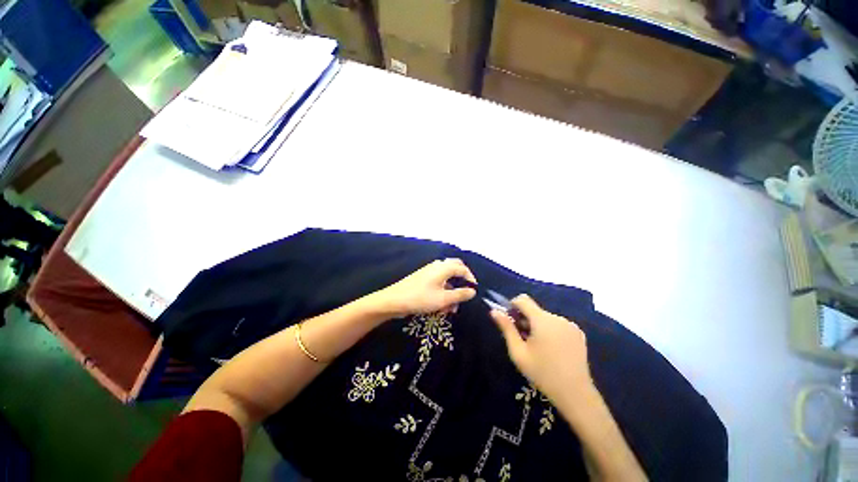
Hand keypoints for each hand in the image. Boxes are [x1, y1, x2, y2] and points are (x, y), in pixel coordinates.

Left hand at [375, 259, 476, 317]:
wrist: (394, 300)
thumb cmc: (421, 298)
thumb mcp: (443, 299)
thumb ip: (460, 295)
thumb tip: (473, 291)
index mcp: (443, 267)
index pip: (462, 268)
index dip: (470, 278)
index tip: (474, 291)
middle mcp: (437, 266)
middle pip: (454, 268)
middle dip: (461, 281)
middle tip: (465, 293)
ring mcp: (428, 271)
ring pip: (446, 277)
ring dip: (451, 290)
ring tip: (451, 308)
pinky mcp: (422, 278)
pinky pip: (437, 281)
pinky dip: (443, 291)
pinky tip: (441, 305)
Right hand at [491, 295, 592, 406]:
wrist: (575, 394)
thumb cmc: (542, 373)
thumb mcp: (518, 352)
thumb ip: (506, 328)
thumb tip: (494, 311)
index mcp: (542, 320)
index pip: (523, 299)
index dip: (512, 306)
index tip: (510, 321)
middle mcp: (557, 317)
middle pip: (534, 310)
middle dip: (524, 319)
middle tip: (522, 339)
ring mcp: (570, 325)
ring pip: (545, 317)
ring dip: (537, 326)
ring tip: (537, 347)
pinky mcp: (578, 333)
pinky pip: (557, 324)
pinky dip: (550, 330)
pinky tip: (552, 349)